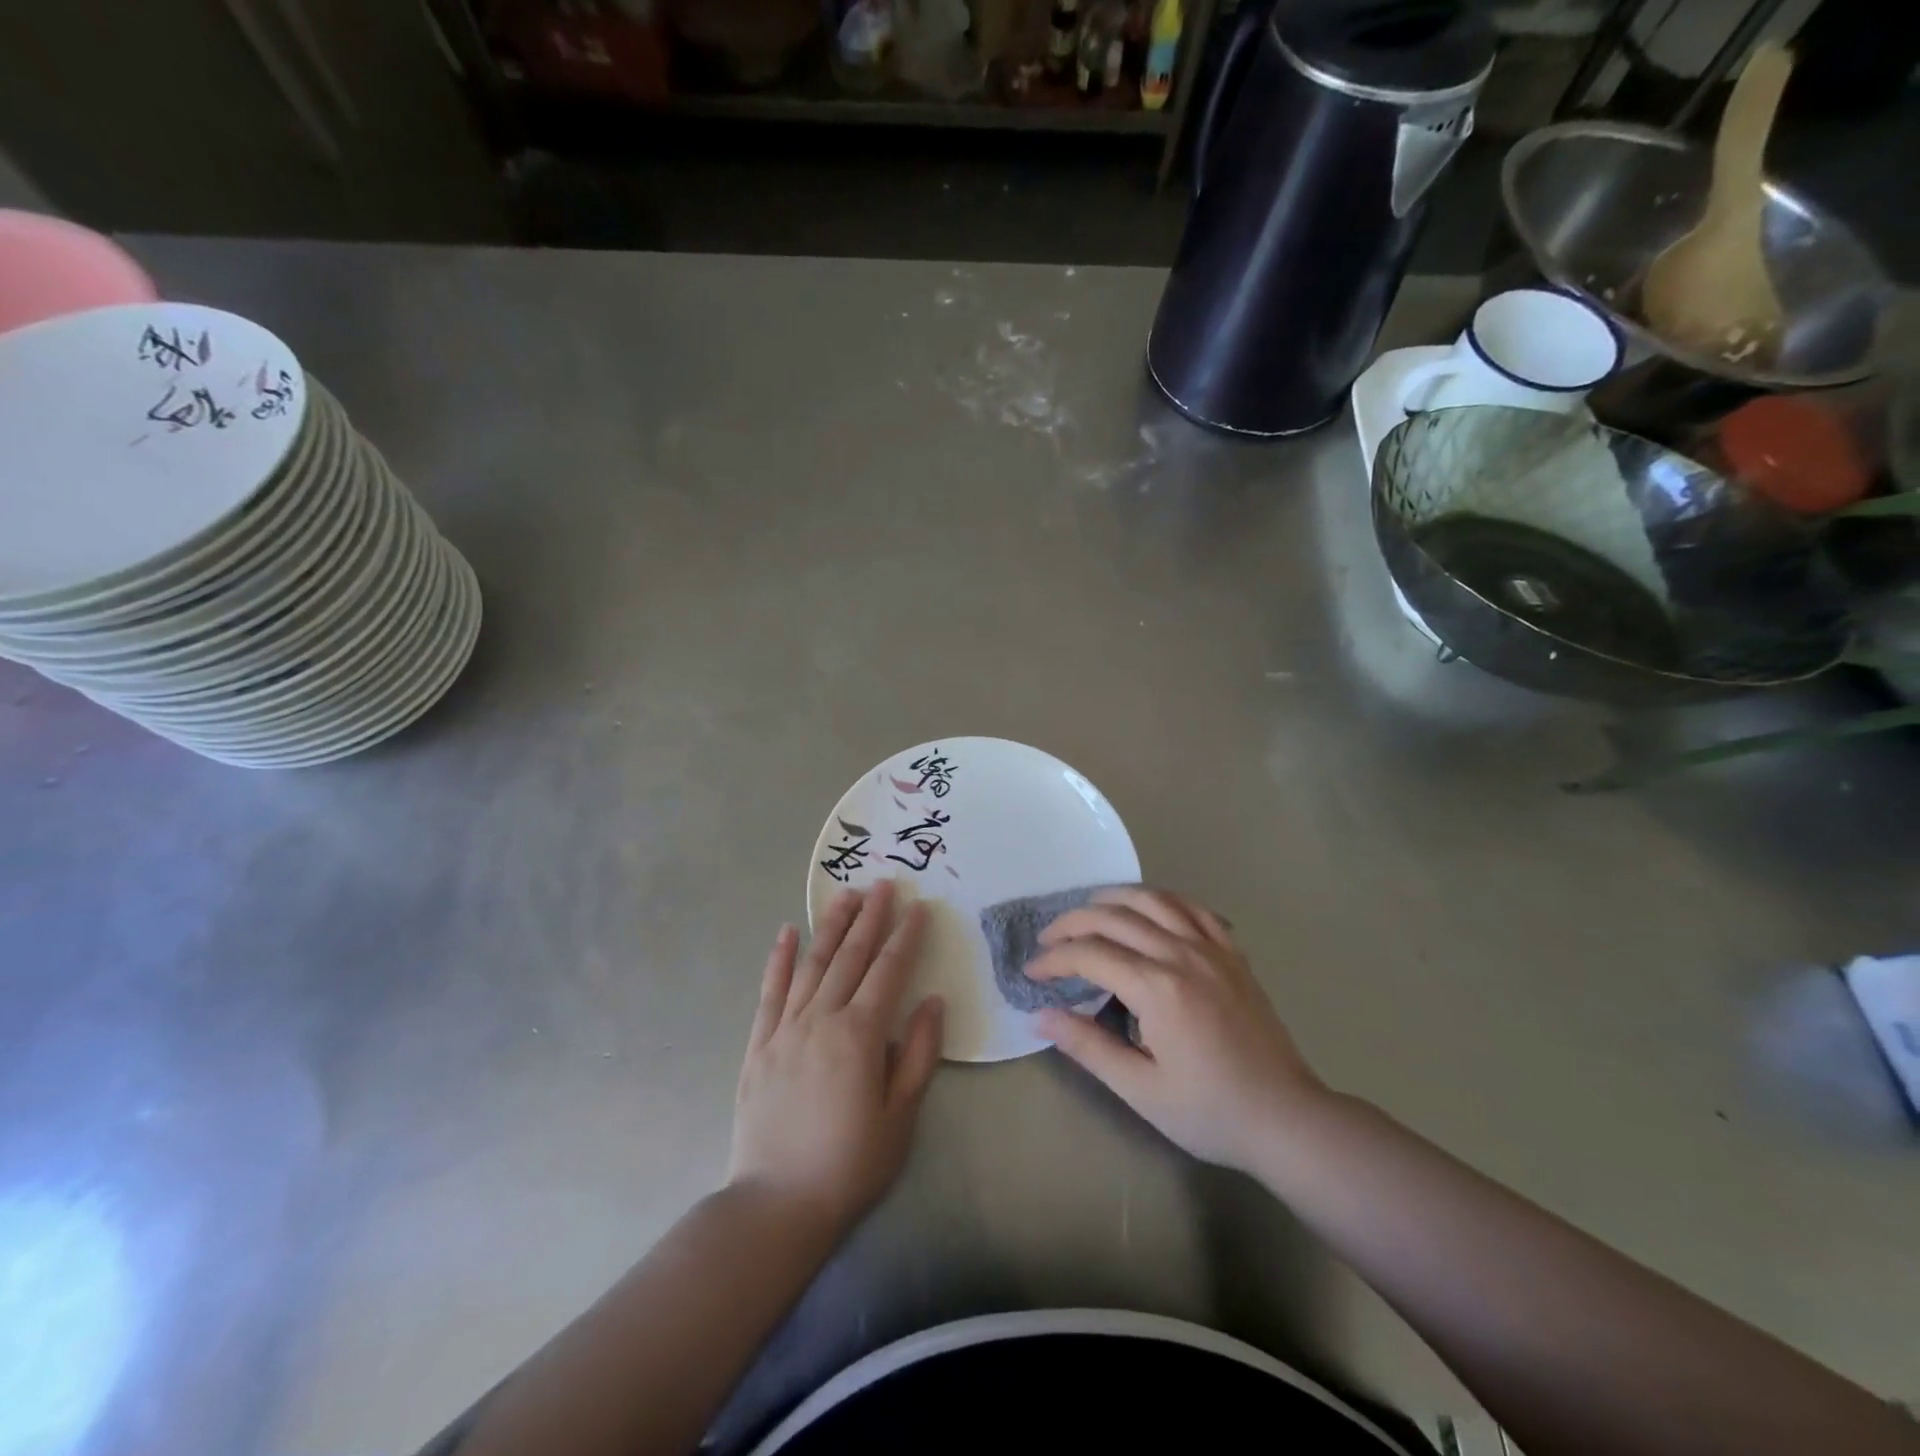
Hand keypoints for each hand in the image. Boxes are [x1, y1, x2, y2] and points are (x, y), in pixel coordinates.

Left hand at [728, 881, 944, 1234]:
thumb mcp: (900, 1116)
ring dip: (831, 926)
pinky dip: (779, 959)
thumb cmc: (850, 1164)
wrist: (777, 1204)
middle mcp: (821, 1019)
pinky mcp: (759, 1045)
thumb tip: (932, 1001)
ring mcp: (785, 1029)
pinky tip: (787, 933)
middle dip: (870, 917)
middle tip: (883, 884)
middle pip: (850, 957)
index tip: (918, 907)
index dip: (905, 937)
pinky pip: (770, 992)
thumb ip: (918, 1054)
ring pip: (812, 964)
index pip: (888, 971)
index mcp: (860, 1035)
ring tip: (846, 895)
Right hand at [1029, 886, 1326, 1174]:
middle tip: (1048, 940)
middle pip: (1115, 917)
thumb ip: (1088, 1046)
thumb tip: (1041, 1016)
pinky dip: (1163, 900)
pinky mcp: (1233, 954)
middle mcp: (1182, 954)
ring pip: (1153, 900)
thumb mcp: (1140, 1089)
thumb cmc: (1210, 1111)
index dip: (1054, 959)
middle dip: (1072, 923)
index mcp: (1157, 988)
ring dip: (1113, 898)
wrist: (1286, 1118)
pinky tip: (1149, 910)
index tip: (1032, 973)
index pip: (1090, 954)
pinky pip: (1194, 908)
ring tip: (1088, 911)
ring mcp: (1212, 949)